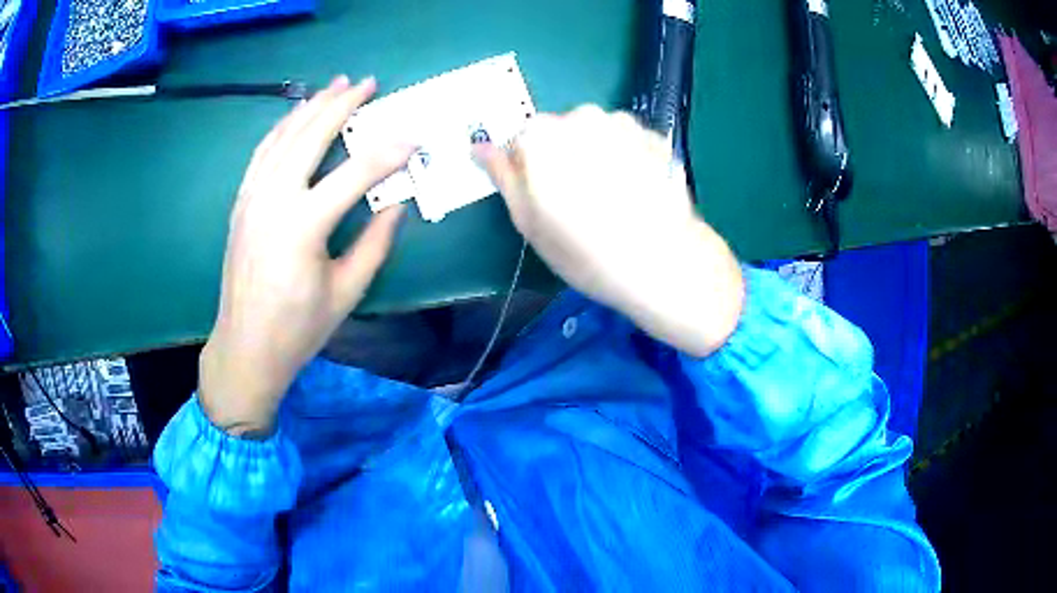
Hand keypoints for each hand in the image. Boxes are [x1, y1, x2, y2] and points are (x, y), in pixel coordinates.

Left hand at [199, 76, 414, 436]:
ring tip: (334, 86)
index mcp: (303, 227)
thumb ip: (375, 243)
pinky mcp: (241, 203)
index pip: (354, 174)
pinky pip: (262, 153)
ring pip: (282, 137)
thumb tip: (397, 204)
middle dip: (342, 106)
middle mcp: (273, 201)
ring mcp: (252, 198)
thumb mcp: (346, 292)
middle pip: (310, 137)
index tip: (413, 137)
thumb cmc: (297, 329)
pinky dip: (282, 129)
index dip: (388, 153)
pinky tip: (296, 117)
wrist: (244, 347)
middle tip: (368, 83)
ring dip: (310, 108)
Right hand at [476, 105, 743, 356]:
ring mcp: (621, 122)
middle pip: (559, 133)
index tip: (547, 202)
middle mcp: (579, 116)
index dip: (530, 173)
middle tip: (580, 202)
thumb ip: (503, 176)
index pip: (520, 143)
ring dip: (596, 155)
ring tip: (613, 198)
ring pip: (594, 134)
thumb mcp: (529, 221)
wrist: (663, 262)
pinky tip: (637, 191)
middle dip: (563, 158)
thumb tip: (479, 147)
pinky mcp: (653, 135)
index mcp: (539, 135)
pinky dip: (626, 157)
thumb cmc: (586, 250)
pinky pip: (626, 140)